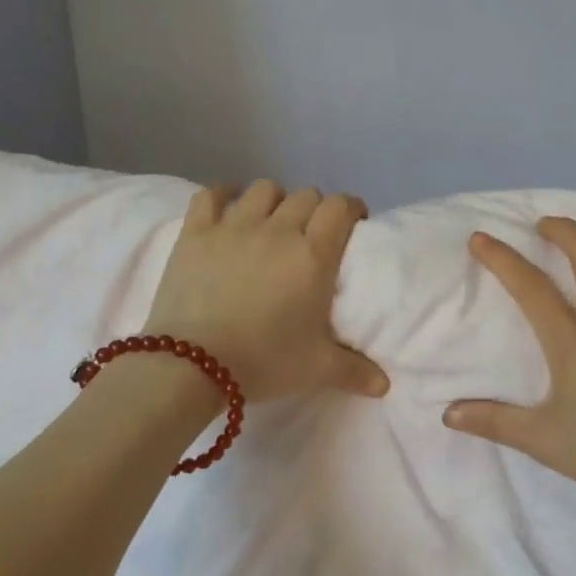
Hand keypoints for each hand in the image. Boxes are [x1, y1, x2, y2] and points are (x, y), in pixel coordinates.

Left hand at [143, 181, 389, 404]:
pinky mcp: (196, 232)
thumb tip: (385, 386)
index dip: (351, 209)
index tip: (352, 225)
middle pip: (306, 195)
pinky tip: (227, 207)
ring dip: (275, 200)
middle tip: (312, 235)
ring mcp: (233, 226)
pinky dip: (223, 194)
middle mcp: (278, 230)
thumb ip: (355, 371)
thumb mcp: (316, 369)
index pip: (340, 207)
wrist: (190, 367)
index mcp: (313, 254)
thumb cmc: (263, 362)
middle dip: (315, 209)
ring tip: (272, 222)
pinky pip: (211, 194)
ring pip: (264, 189)